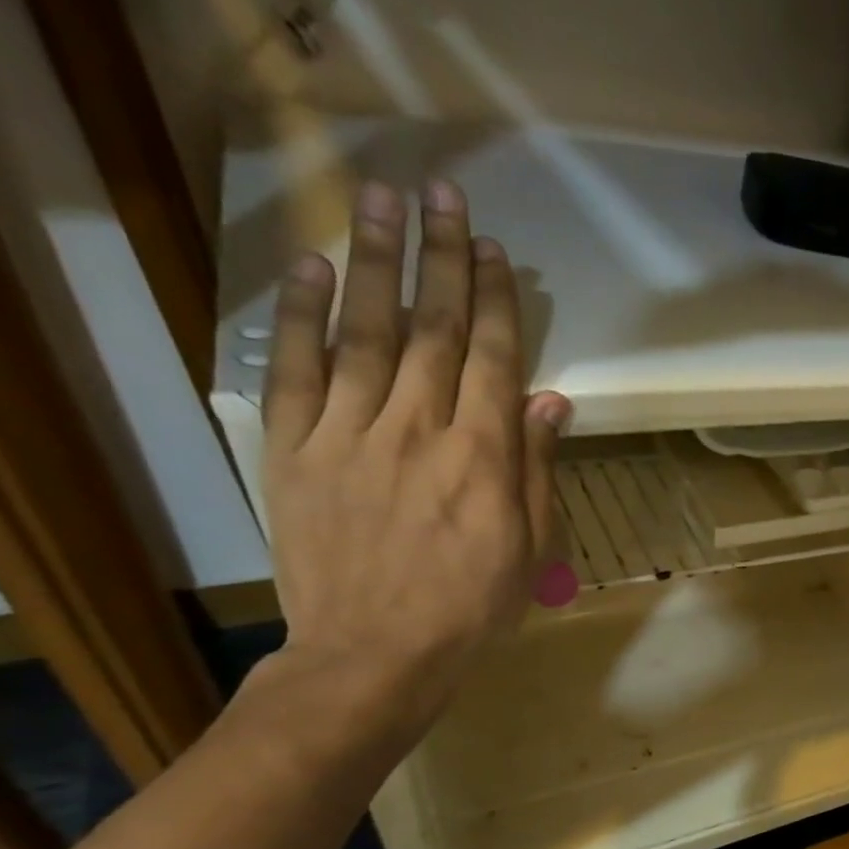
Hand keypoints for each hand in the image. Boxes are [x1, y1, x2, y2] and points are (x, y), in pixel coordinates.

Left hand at [259, 179, 569, 736]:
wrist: (376, 652)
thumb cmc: (473, 607)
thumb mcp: (530, 547)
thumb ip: (538, 469)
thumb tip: (552, 402)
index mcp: (483, 457)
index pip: (492, 358)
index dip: (495, 300)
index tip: (495, 251)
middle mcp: (418, 429)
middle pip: (432, 329)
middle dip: (440, 259)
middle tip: (442, 195)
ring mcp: (350, 434)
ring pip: (365, 332)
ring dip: (375, 262)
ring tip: (379, 200)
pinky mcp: (297, 450)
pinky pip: (297, 371)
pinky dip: (300, 315)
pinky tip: (310, 268)